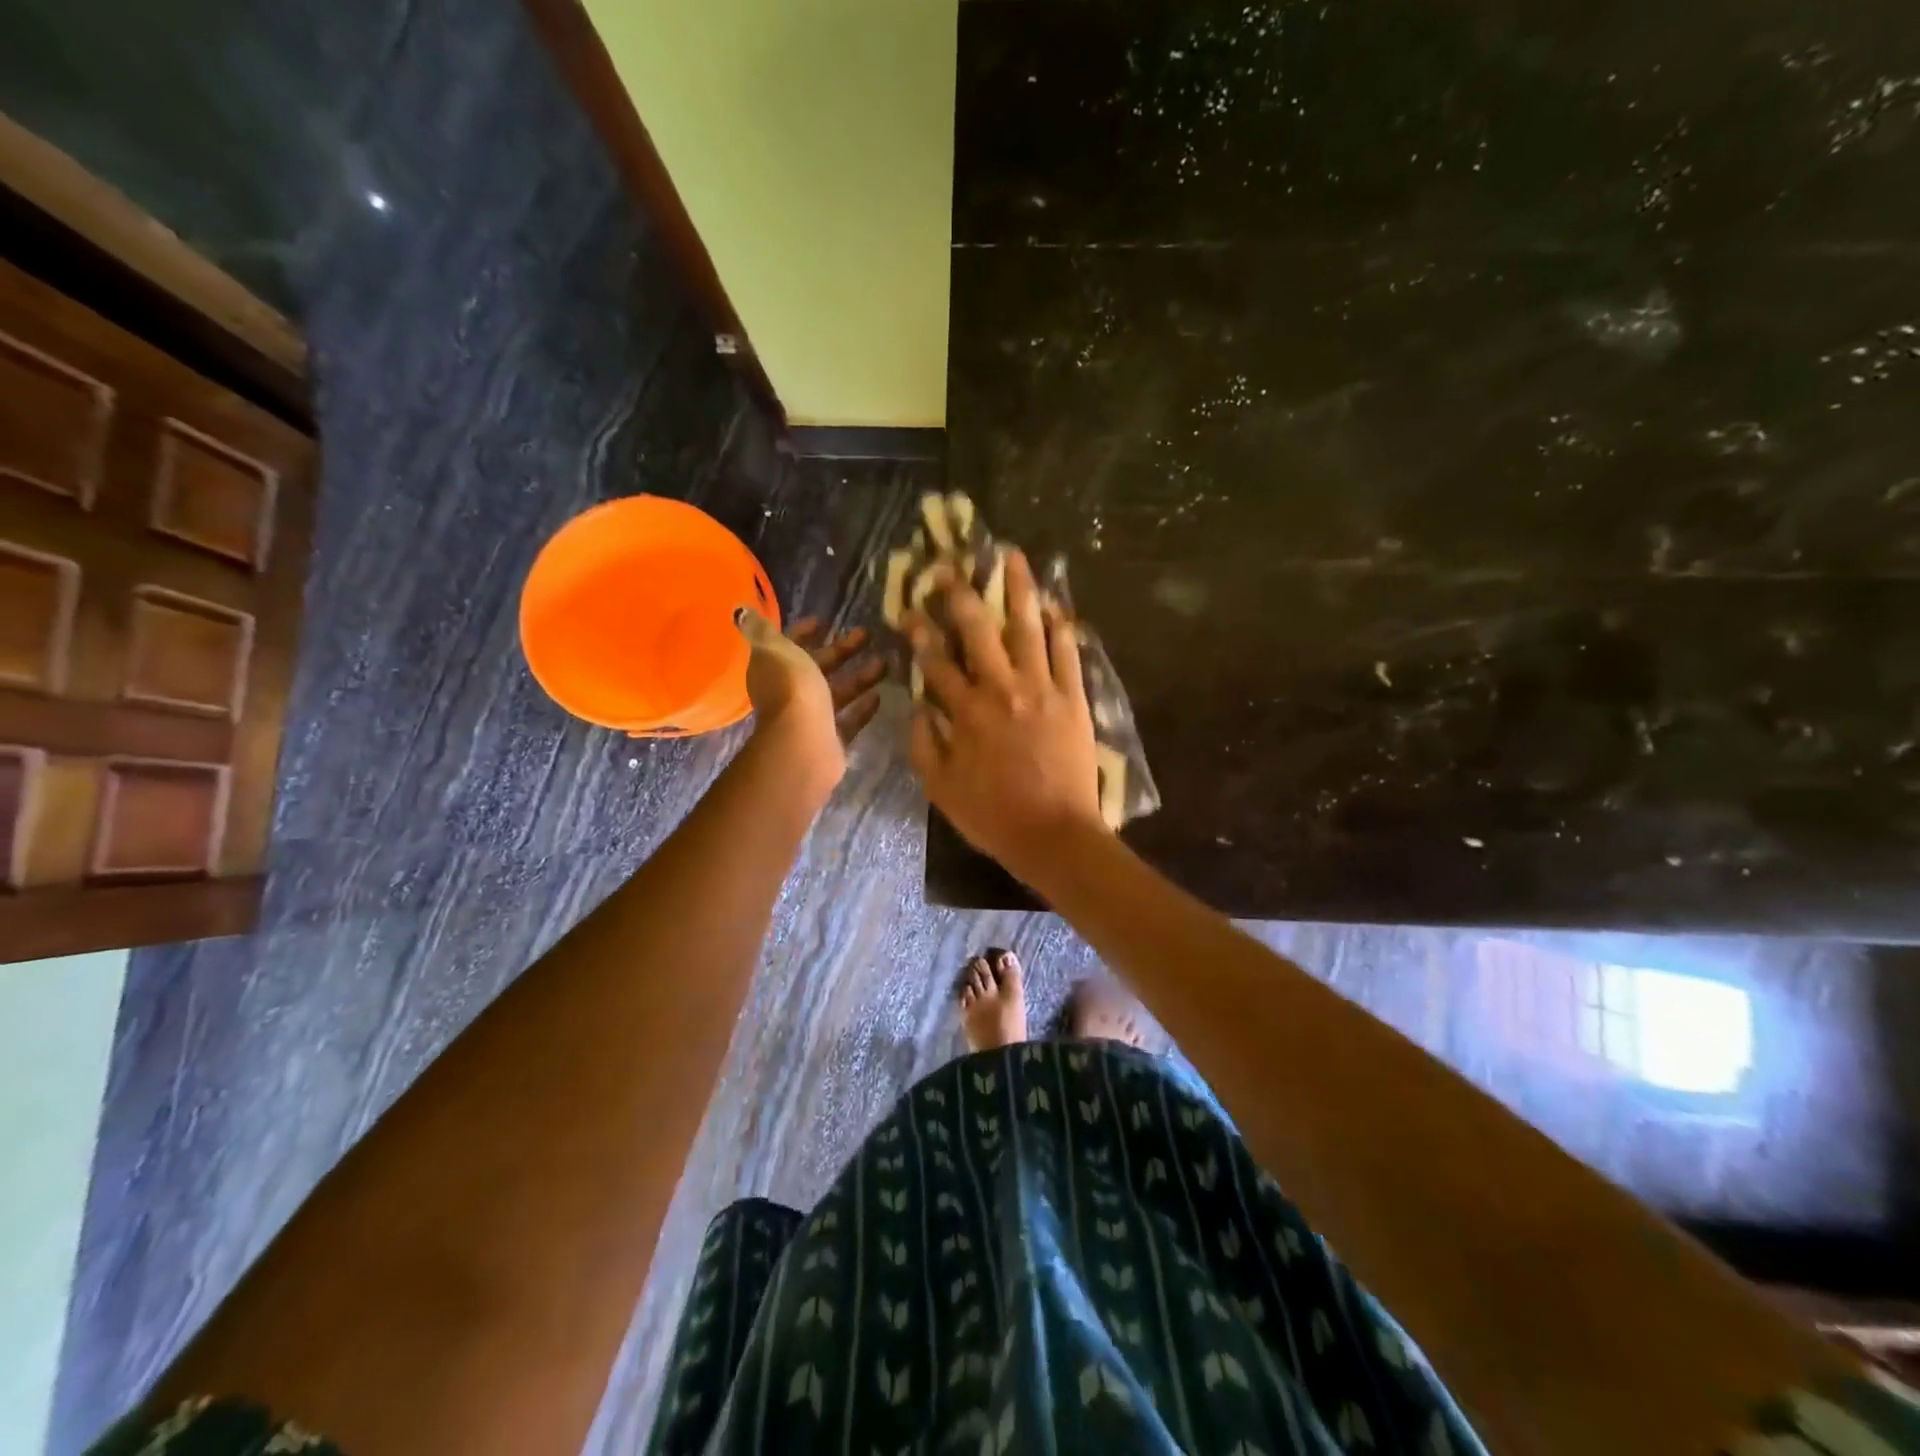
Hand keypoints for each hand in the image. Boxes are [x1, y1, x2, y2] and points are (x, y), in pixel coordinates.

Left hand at [735, 610, 884, 780]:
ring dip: (859, 676)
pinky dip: (862, 708)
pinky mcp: (831, 739)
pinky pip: (849, 720)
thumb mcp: (776, 650)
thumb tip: (741, 612)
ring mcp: (811, 718)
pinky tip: (879, 695)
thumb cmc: (793, 689)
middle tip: (866, 634)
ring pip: (837, 692)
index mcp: (775, 670)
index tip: (824, 621)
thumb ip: (763, 631)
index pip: (787, 646)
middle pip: (817, 667)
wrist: (804, 743)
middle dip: (841, 650)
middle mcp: (791, 694)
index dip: (802, 632)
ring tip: (884, 662)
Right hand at [905, 551, 1108, 880]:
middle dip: (961, 594)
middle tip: (950, 566)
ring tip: (1012, 557)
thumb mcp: (941, 788)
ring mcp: (1042, 690)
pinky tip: (1055, 605)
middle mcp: (1002, 689)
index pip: (936, 662)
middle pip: (979, 630)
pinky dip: (1061, 628)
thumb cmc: (993, 816)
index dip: (919, 633)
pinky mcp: (1073, 699)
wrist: (1054, 834)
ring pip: (1028, 629)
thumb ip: (925, 743)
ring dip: (1018, 590)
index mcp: (966, 712)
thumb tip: (918, 705)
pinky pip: (1068, 654)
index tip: (908, 610)